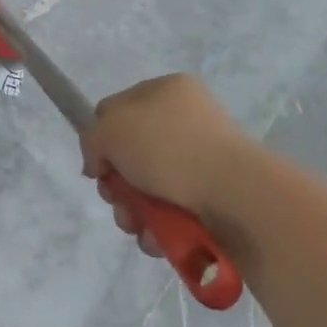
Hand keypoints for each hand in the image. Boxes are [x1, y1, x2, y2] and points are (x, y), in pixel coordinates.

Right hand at [81, 74, 254, 250]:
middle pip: (132, 154)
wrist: (235, 194)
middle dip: (118, 184)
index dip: (101, 138)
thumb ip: (91, 139)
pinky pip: (174, 211)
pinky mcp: (216, 198)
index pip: (118, 109)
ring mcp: (204, 160)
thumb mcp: (110, 129)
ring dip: (134, 211)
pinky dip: (160, 227)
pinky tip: (158, 237)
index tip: (98, 167)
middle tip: (117, 199)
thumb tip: (99, 164)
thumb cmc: (168, 148)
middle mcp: (187, 120)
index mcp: (167, 90)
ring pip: (150, 188)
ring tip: (138, 226)